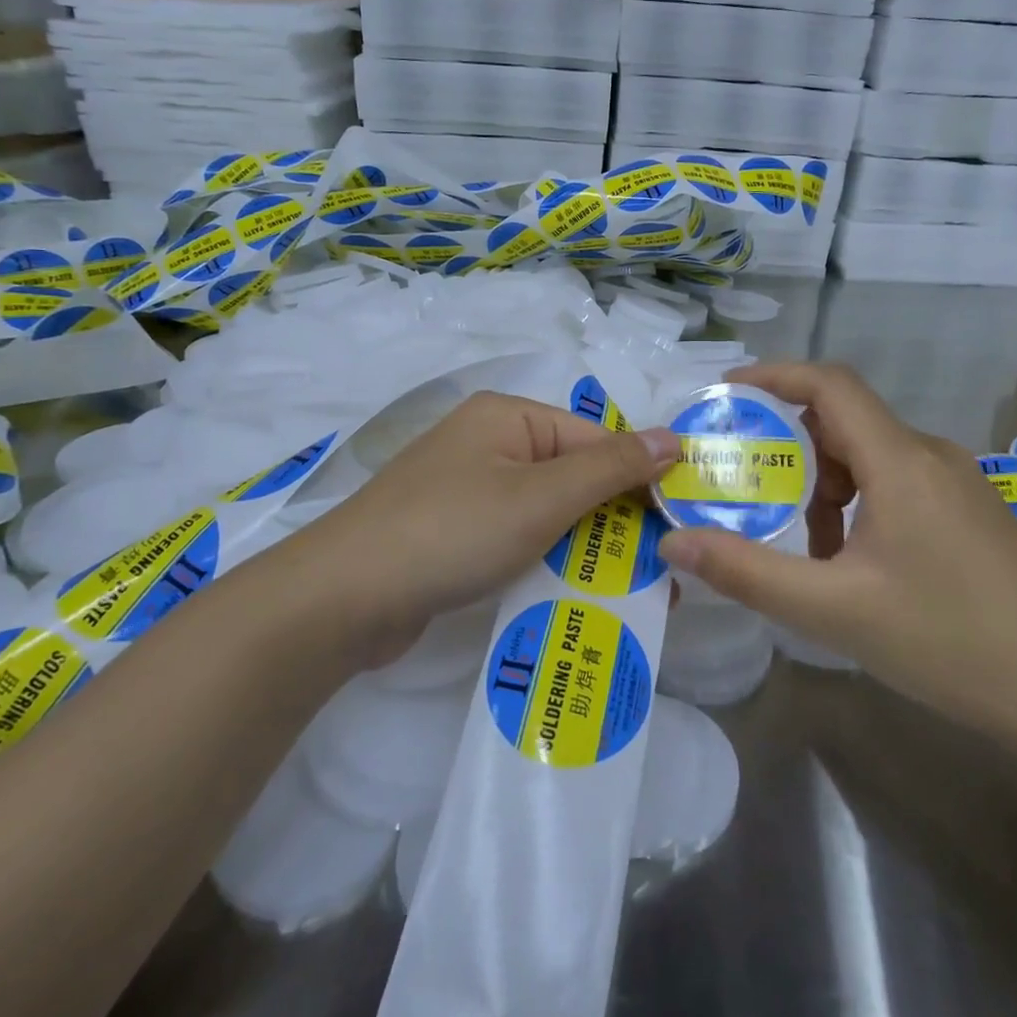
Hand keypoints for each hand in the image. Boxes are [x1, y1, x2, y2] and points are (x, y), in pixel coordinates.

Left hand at [286, 391, 678, 666]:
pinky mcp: (453, 532)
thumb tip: (674, 438)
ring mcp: (467, 489)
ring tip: (626, 592)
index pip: (595, 439)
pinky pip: (516, 537)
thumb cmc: (452, 533)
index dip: (637, 482)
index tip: (675, 531)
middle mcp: (488, 443)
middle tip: (658, 572)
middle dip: (613, 523)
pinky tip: (570, 595)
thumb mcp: (541, 498)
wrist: (341, 598)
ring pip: (546, 512)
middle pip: (572, 476)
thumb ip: (610, 468)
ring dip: (583, 548)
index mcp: (508, 417)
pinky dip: (545, 561)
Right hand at [655, 362, 1016, 745]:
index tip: (724, 393)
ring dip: (823, 486)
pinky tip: (849, 562)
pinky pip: (896, 483)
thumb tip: (672, 542)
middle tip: (744, 483)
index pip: (830, 385)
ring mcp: (957, 483)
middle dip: (788, 448)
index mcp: (901, 462)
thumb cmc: (947, 642)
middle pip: (844, 422)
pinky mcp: (969, 511)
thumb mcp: (832, 610)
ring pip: (869, 456)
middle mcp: (931, 456)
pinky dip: (856, 504)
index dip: (774, 376)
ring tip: (798, 544)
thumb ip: (746, 572)